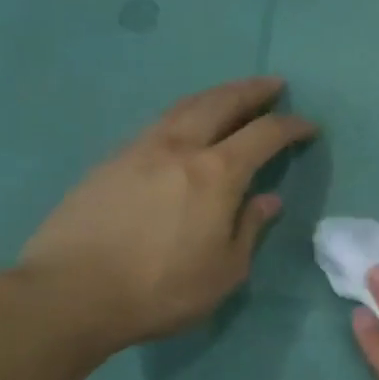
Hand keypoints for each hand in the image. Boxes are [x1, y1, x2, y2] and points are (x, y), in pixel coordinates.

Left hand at [17, 77, 316, 348]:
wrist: (69, 294)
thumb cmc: (161, 289)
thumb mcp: (225, 271)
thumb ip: (249, 228)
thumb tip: (269, 200)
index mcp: (217, 174)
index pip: (264, 135)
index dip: (291, 126)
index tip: (309, 126)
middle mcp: (180, 149)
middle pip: (221, 103)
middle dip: (251, 91)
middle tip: (273, 84)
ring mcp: (139, 151)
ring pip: (184, 107)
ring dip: (215, 95)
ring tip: (231, 95)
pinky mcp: (109, 163)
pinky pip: (158, 125)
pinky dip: (183, 115)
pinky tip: (184, 128)